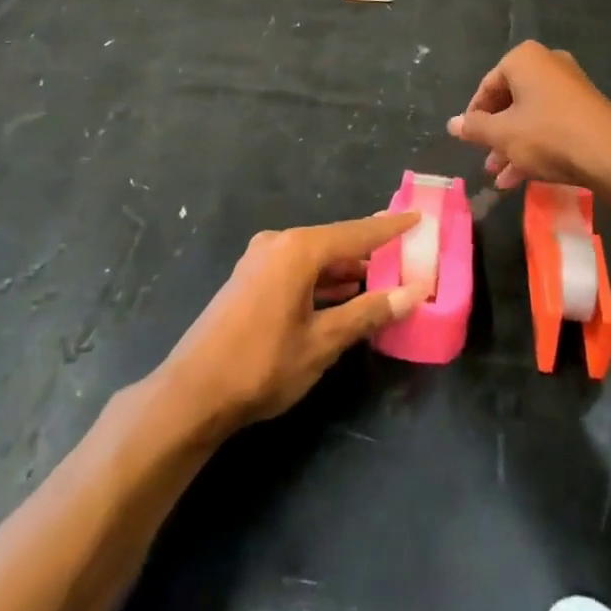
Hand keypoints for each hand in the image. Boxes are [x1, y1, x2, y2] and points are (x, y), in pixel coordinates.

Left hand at [160, 214, 423, 434]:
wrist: (193, 392)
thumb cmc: (263, 364)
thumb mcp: (323, 341)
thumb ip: (368, 313)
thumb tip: (414, 293)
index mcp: (298, 249)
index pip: (356, 233)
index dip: (390, 228)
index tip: (418, 217)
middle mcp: (279, 244)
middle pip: (334, 242)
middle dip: (368, 250)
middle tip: (403, 251)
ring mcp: (260, 260)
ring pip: (314, 258)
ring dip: (345, 269)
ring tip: (380, 277)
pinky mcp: (250, 279)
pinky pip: (296, 269)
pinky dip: (321, 279)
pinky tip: (341, 295)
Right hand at [447, 41, 610, 191]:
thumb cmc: (548, 135)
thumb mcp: (502, 134)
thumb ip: (474, 127)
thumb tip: (452, 123)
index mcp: (524, 59)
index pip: (487, 87)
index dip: (474, 117)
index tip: (469, 141)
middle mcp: (548, 64)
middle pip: (510, 101)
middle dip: (496, 136)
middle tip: (487, 163)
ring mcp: (571, 85)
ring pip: (531, 116)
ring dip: (514, 146)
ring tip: (503, 179)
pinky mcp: (587, 108)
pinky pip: (551, 123)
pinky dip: (537, 145)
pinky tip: (525, 177)